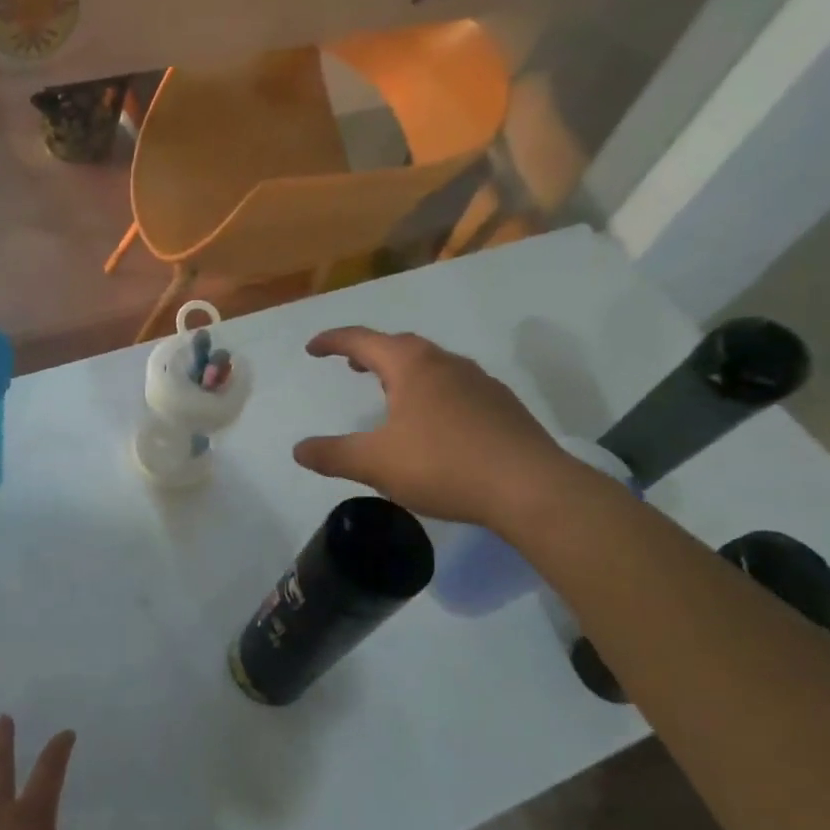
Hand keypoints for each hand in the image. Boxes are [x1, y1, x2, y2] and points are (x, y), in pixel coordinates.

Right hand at [292, 327, 574, 528]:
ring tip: (388, 390)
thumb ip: (332, 454)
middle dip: (370, 352)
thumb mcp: (375, 464)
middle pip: (401, 346)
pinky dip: (431, 391)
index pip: (363, 341)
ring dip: (403, 370)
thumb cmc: (443, 466)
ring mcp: (480, 383)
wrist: (530, 488)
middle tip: (350, 366)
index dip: (333, 341)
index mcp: (412, 366)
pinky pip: (455, 387)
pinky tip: (432, 421)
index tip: (312, 348)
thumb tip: (299, 449)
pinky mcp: (502, 407)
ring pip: (432, 365)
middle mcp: (446, 364)